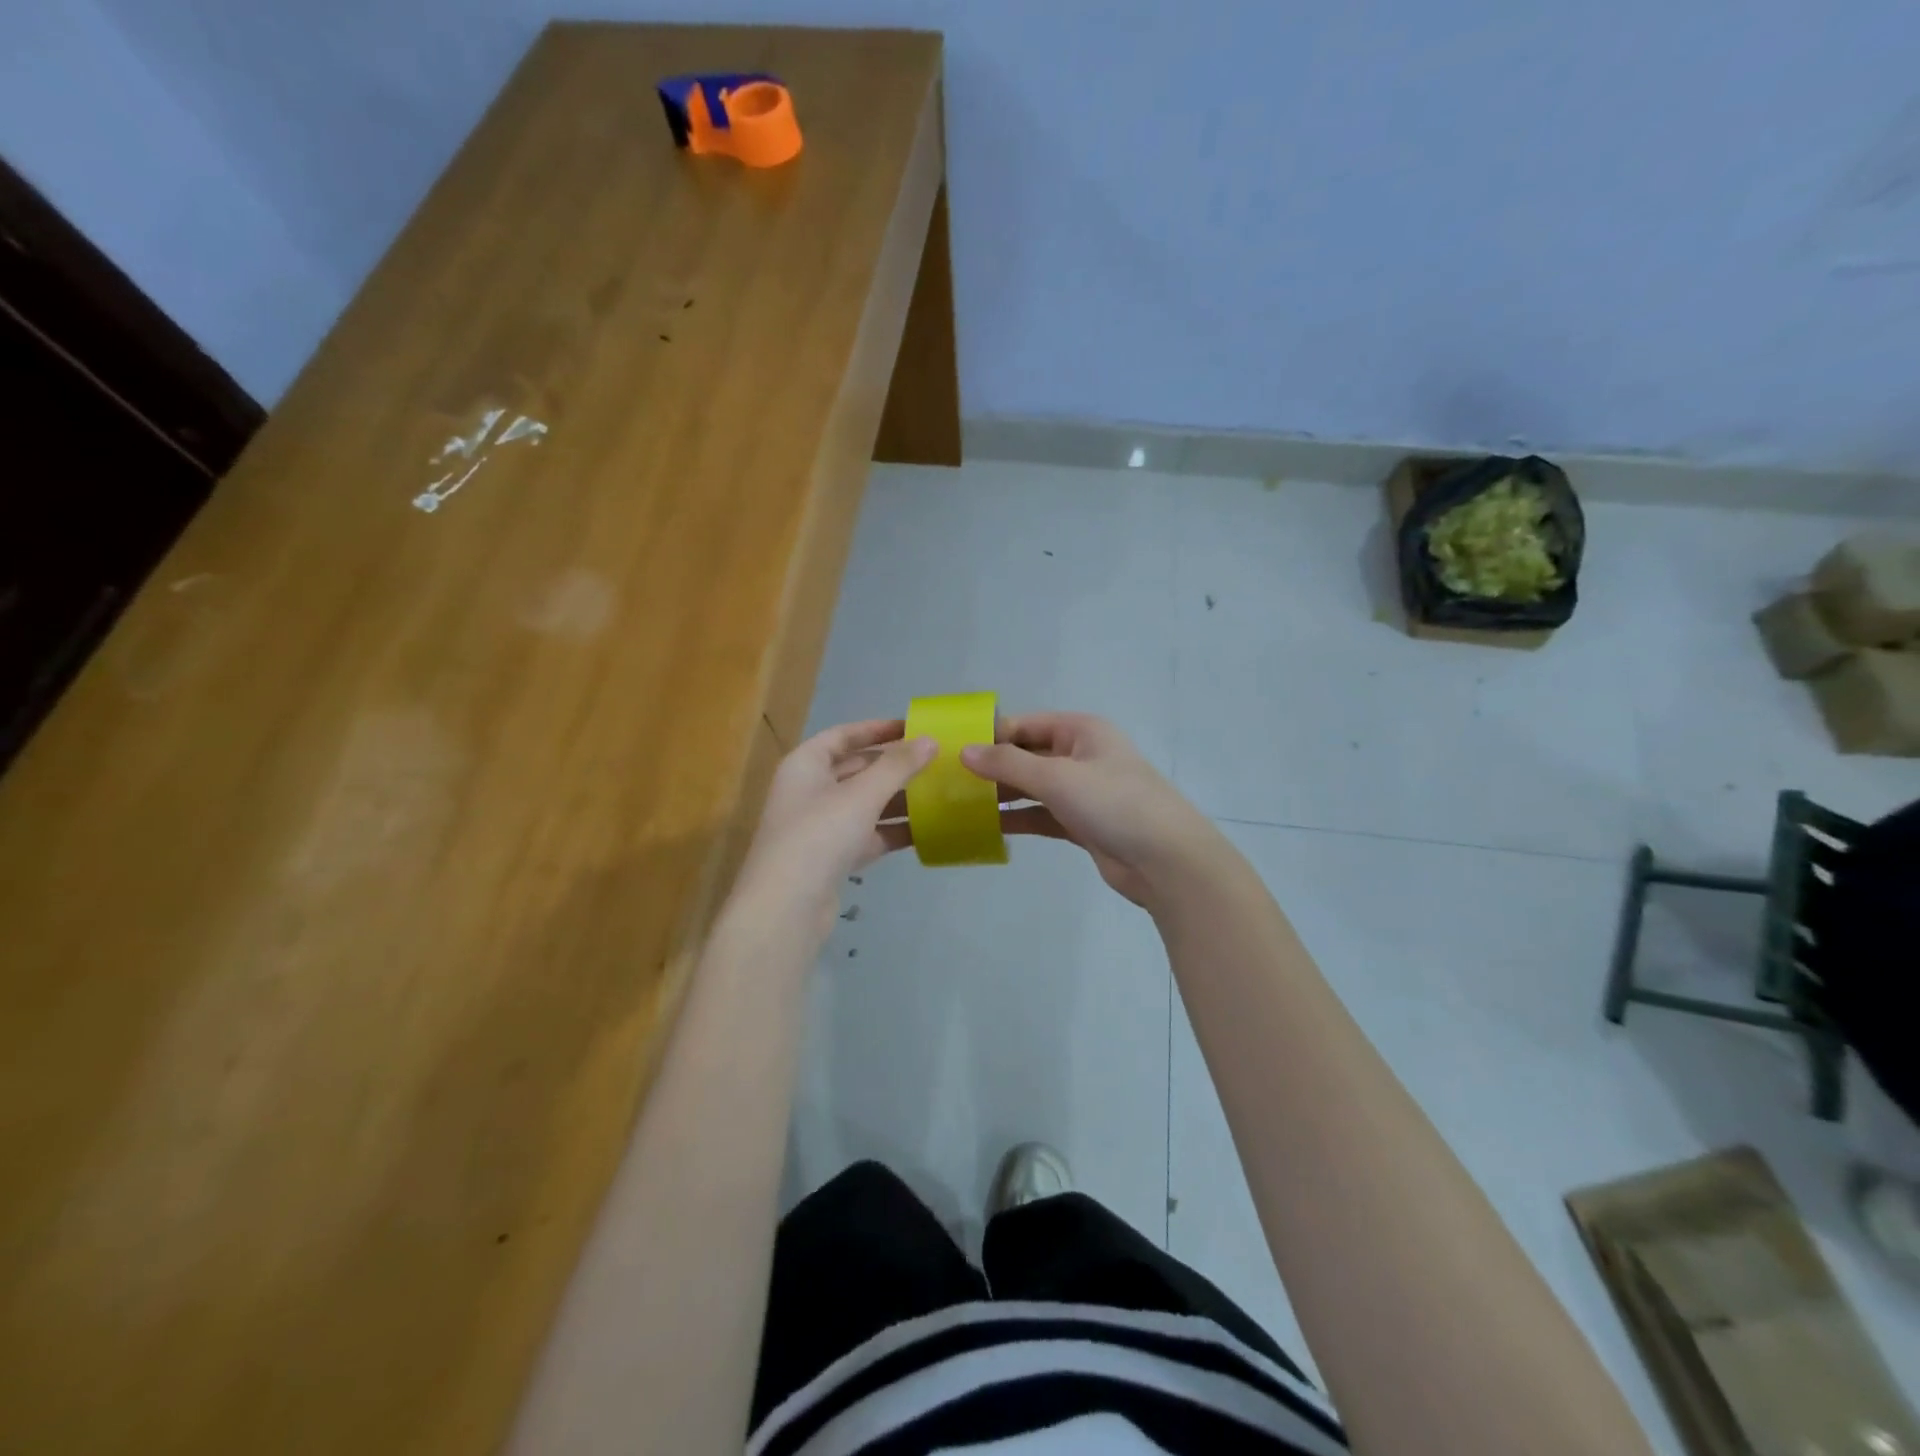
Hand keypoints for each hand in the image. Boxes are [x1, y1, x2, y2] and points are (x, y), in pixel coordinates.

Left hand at [732, 720, 934, 942]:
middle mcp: (809, 790)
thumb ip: (898, 766)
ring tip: (939, 794)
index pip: (843, 735)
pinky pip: (868, 835)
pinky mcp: (832, 858)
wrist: (786, 909)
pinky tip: (927, 830)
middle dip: (894, 766)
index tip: (913, 728)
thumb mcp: (862, 795)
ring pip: (865, 804)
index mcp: (805, 764)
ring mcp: (820, 826)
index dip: (877, 729)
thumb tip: (931, 740)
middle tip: (935, 762)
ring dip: (898, 799)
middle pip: (856, 769)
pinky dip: (892, 831)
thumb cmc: (819, 836)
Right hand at [962, 712, 1220, 907]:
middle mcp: (1081, 755)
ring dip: (1002, 794)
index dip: (991, 735)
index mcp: (1081, 731)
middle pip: (1027, 755)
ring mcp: (1082, 790)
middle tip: (949, 781)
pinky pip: (1042, 815)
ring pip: (1032, 787)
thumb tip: (964, 751)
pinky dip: (1018, 819)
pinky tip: (987, 827)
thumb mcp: (1058, 777)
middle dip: (992, 766)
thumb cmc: (1114, 804)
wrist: (1166, 860)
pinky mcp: (1082, 822)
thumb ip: (1009, 763)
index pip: (1025, 724)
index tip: (952, 751)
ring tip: (960, 804)